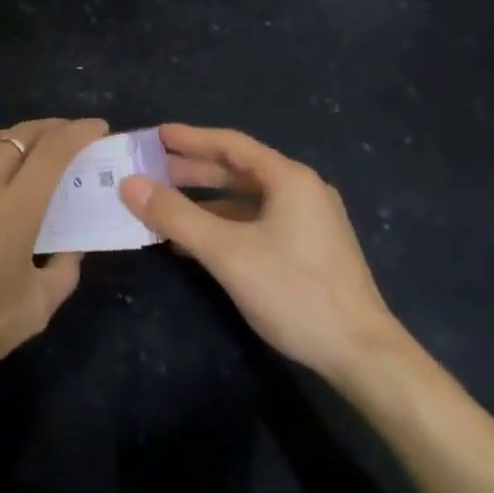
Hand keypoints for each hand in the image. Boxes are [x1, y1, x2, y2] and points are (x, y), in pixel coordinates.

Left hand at [0, 117, 105, 420]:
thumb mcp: (35, 310)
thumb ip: (63, 272)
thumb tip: (72, 247)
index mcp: (15, 209)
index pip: (53, 151)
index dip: (79, 132)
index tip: (99, 127)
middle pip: (20, 135)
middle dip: (52, 128)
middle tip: (71, 136)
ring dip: (17, 135)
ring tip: (33, 147)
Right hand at [119, 124, 407, 388]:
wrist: (364, 356)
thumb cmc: (294, 291)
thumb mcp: (226, 252)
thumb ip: (176, 215)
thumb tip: (129, 184)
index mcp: (288, 178)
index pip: (230, 144)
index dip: (191, 138)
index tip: (156, 136)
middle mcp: (302, 190)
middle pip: (239, 170)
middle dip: (194, 171)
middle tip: (153, 170)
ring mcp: (309, 221)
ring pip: (248, 199)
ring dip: (207, 201)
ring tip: (167, 206)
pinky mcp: (310, 249)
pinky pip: (258, 222)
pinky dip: (225, 225)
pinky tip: (198, 243)